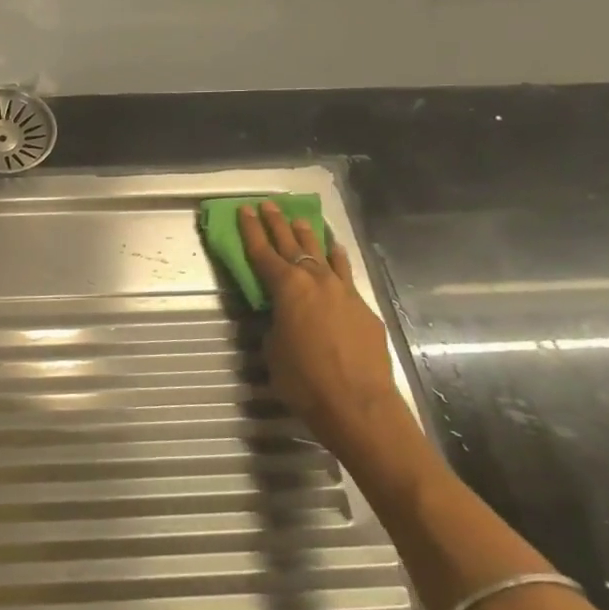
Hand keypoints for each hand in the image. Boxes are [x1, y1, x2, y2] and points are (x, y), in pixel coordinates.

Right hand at [238, 203, 419, 472]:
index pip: (262, 252)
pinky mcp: (363, 308)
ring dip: (310, 236)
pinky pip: (345, 274)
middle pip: (293, 244)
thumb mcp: (273, 349)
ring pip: (323, 254)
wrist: (358, 404)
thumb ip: (275, 323)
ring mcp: (344, 292)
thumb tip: (282, 316)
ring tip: (301, 220)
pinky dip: (337, 259)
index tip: (244, 210)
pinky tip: (336, 252)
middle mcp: (316, 281)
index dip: (251, 230)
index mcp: (286, 288)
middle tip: (268, 205)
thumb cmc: (304, 380)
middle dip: (278, 224)